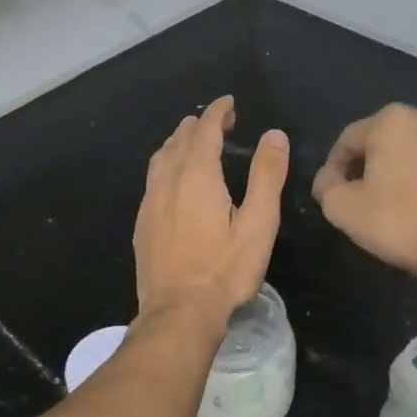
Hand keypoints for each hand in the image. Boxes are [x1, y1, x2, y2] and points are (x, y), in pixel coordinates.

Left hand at [134, 95, 289, 323]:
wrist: (178, 313)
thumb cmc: (225, 269)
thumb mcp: (259, 223)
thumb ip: (267, 175)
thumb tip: (274, 134)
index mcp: (197, 175)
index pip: (205, 130)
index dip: (217, 112)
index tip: (229, 103)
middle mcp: (168, 181)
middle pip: (179, 140)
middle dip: (199, 124)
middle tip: (218, 120)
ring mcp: (150, 203)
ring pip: (161, 158)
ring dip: (178, 142)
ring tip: (191, 139)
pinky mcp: (142, 224)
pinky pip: (153, 179)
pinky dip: (166, 164)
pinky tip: (173, 179)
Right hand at [311, 104, 416, 281]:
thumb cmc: (397, 223)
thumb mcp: (340, 208)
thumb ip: (326, 184)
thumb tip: (330, 178)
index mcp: (389, 121)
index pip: (348, 140)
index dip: (335, 167)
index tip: (334, 193)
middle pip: (386, 138)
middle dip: (373, 161)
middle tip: (367, 193)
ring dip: (409, 163)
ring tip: (405, 195)